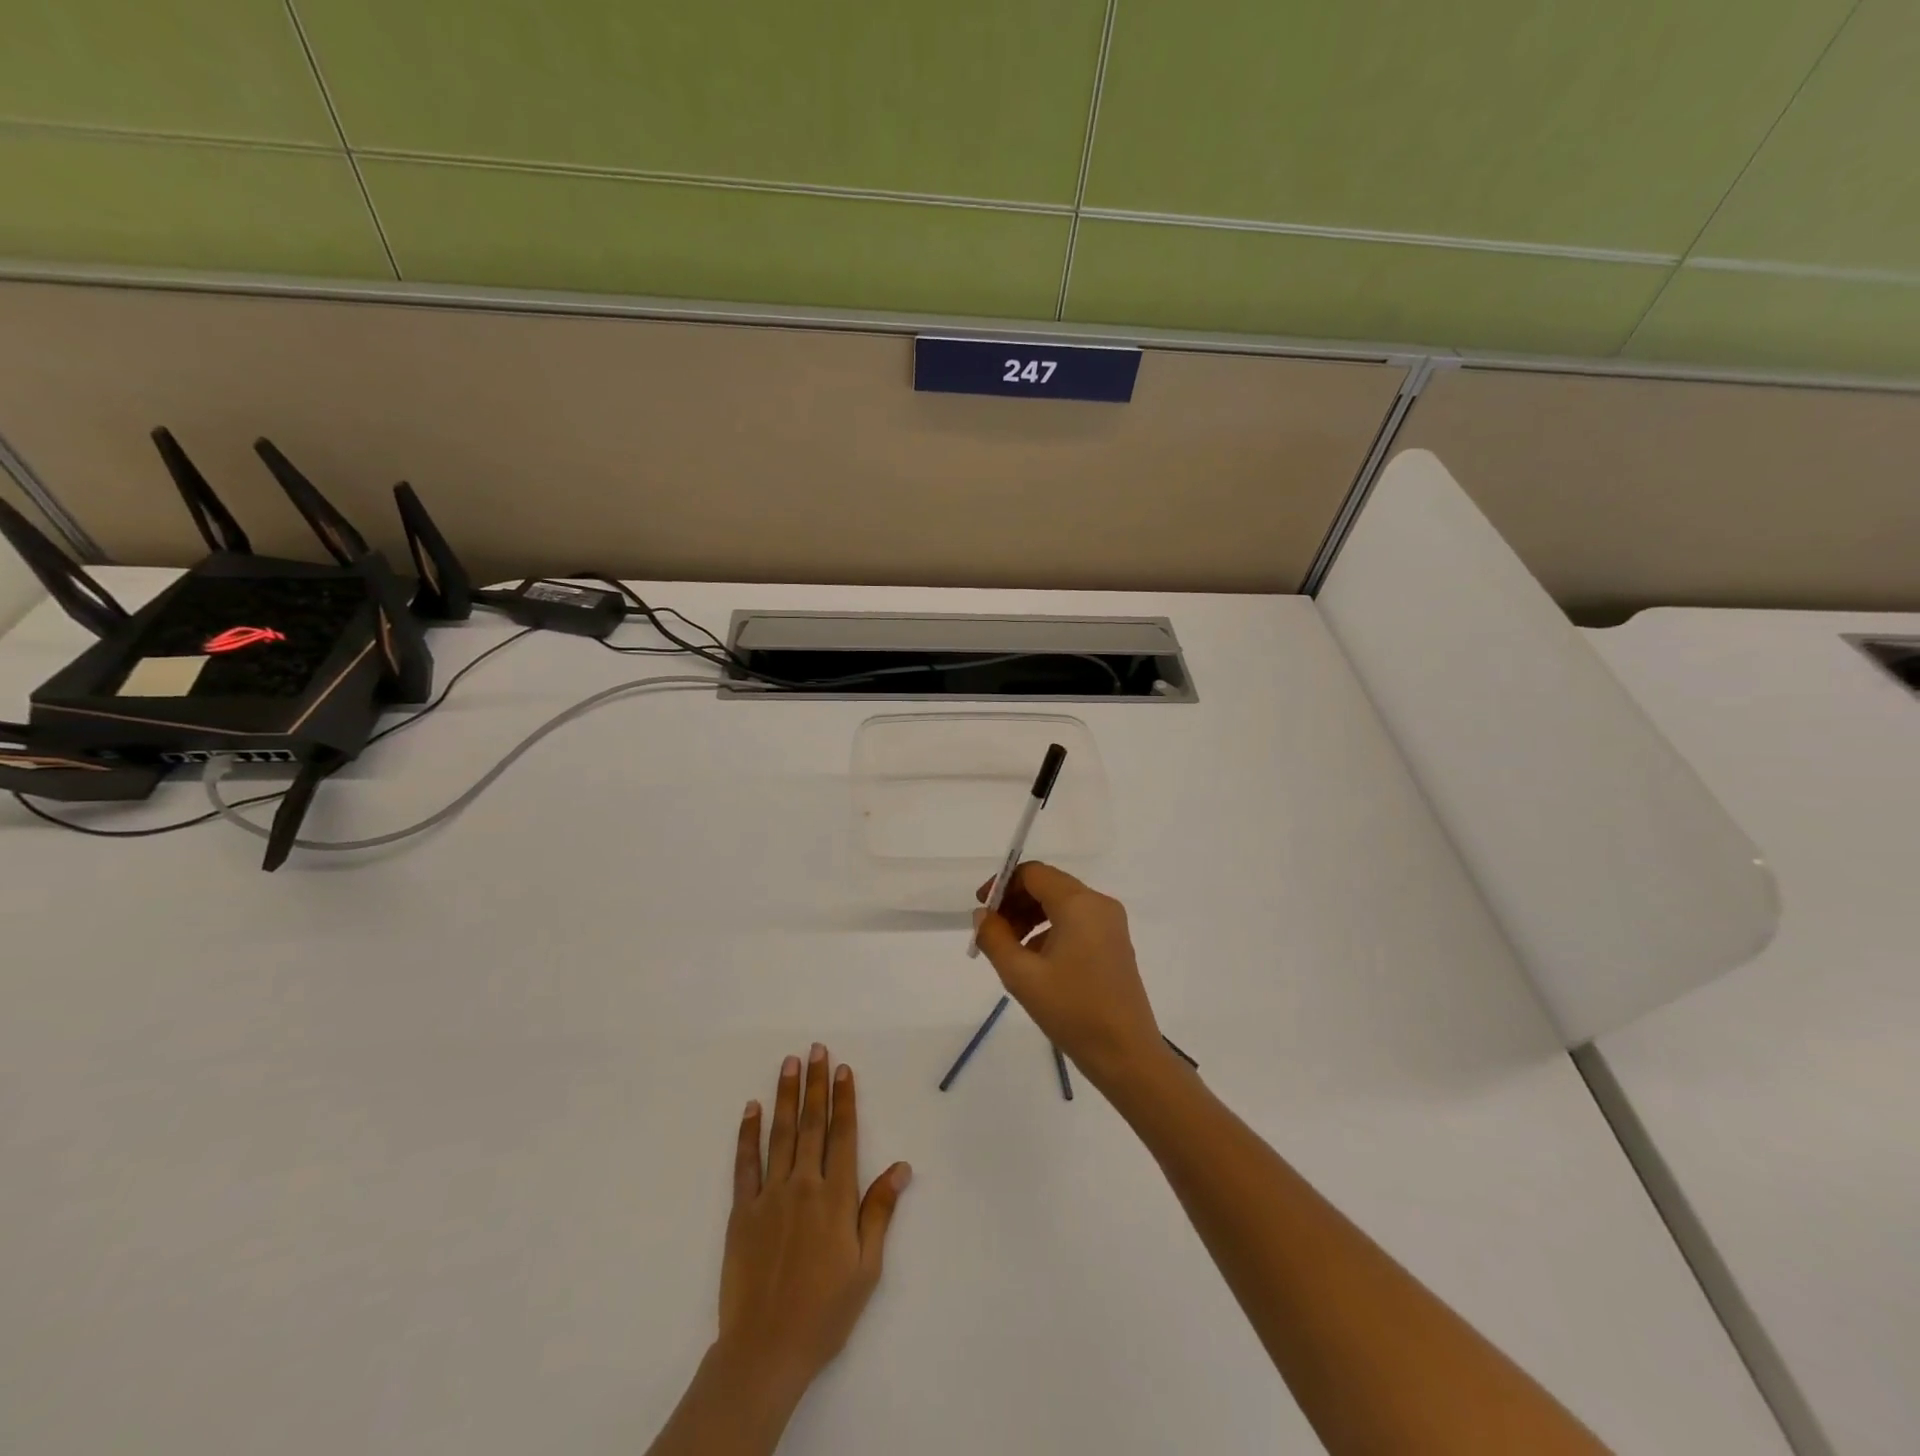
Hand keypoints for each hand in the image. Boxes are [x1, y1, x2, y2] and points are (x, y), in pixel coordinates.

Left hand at [717, 1045, 911, 1407]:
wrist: (766, 1350)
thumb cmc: (825, 1312)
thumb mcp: (866, 1268)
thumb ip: (880, 1212)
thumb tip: (901, 1167)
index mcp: (837, 1197)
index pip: (843, 1134)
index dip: (844, 1099)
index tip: (842, 1068)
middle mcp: (804, 1186)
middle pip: (812, 1124)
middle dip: (815, 1083)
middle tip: (816, 1049)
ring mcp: (771, 1196)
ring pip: (781, 1133)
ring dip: (786, 1095)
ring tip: (789, 1063)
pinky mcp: (742, 1211)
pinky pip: (746, 1164)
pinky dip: (748, 1134)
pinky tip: (752, 1108)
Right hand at [973, 862, 1164, 1087]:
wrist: (1126, 1055)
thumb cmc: (1072, 1011)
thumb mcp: (1022, 976)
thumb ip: (994, 938)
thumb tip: (983, 915)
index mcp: (1079, 904)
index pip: (1033, 873)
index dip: (1002, 885)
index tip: (981, 910)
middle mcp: (1099, 904)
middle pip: (1048, 886)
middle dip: (1015, 903)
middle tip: (991, 933)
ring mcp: (1111, 924)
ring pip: (1061, 904)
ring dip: (1031, 918)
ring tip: (1009, 950)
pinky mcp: (1114, 944)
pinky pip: (1076, 922)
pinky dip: (1050, 931)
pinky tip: (1035, 962)